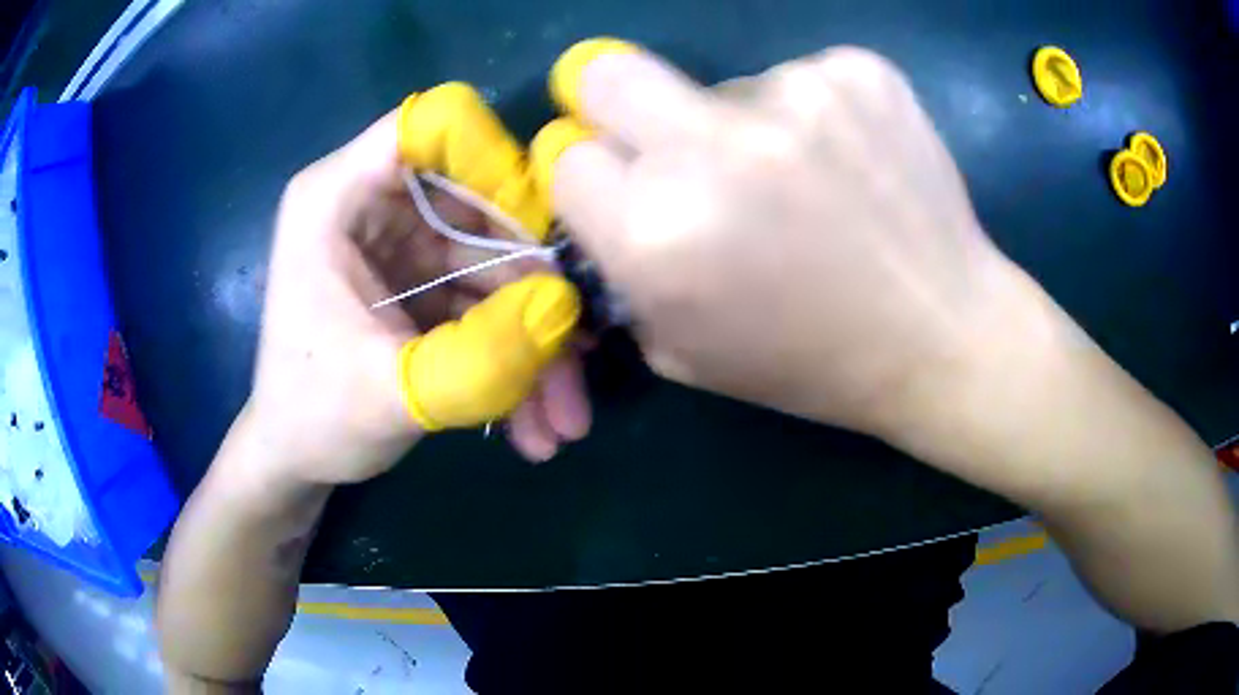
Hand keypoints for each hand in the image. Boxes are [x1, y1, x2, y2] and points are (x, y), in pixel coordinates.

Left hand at [247, 111, 590, 485]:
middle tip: (577, 352)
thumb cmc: (314, 420)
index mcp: (336, 198)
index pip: (430, 127)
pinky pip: (485, 299)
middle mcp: (372, 204)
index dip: (495, 164)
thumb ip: (478, 357)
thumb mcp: (391, 398)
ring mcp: (401, 243)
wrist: (297, 458)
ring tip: (564, 418)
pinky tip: (536, 421)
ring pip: (493, 262)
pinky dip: (515, 353)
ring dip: (534, 338)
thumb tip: (565, 309)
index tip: (545, 236)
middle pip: (480, 201)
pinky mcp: (420, 281)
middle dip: (534, 284)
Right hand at [546, 41, 1029, 438]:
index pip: (566, 157)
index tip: (623, 186)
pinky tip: (851, 165)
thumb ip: (620, 265)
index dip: (591, 174)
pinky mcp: (858, 72)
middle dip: (618, 104)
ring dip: (740, 125)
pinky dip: (808, 115)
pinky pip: (796, 78)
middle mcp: (715, 149)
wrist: (943, 334)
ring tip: (806, 184)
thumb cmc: (810, 363)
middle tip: (671, 141)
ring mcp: (796, 95)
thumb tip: (595, 189)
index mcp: (657, 234)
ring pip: (720, 85)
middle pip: (607, 73)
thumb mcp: (683, 347)